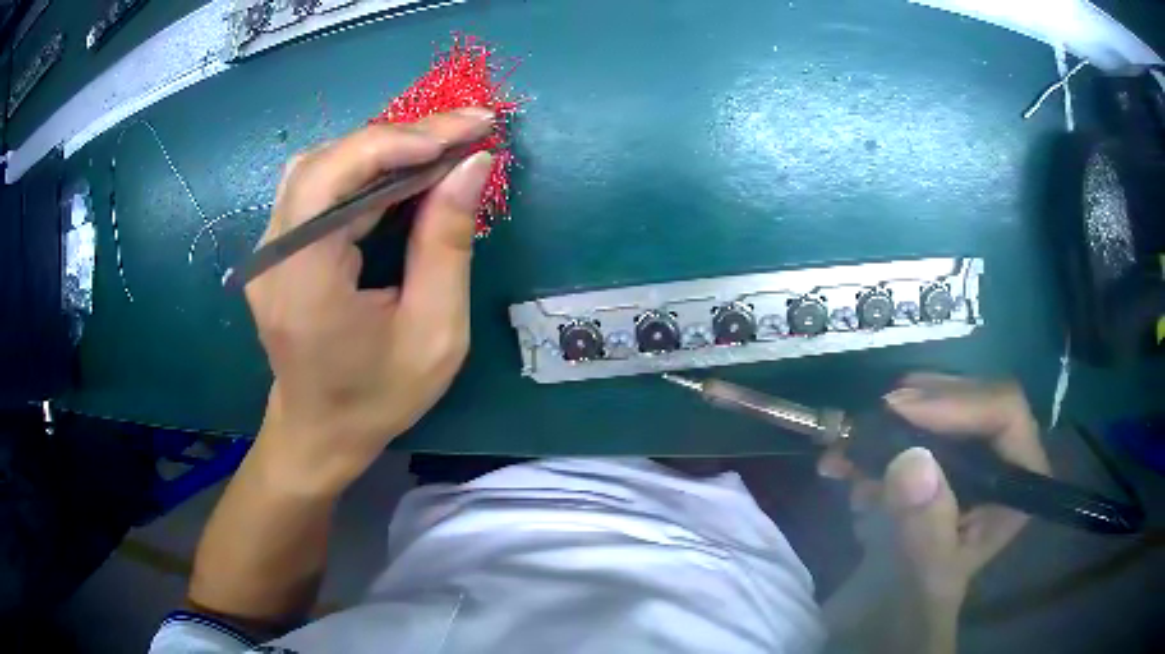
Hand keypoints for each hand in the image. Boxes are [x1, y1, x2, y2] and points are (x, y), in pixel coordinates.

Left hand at [245, 108, 494, 496]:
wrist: (319, 432)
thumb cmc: (378, 396)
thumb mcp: (435, 333)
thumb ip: (448, 244)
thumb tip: (473, 165)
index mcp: (304, 282)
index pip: (334, 177)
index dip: (400, 142)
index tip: (468, 131)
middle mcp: (272, 254)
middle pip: (327, 161)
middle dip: (401, 137)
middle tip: (466, 130)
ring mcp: (266, 248)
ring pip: (319, 165)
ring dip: (381, 148)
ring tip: (438, 149)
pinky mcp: (274, 247)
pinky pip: (315, 186)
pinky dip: (361, 169)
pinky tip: (399, 173)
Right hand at [819, 374, 1051, 604]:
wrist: (893, 621)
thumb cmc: (920, 607)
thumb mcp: (925, 579)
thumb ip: (926, 530)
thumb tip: (912, 459)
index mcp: (1019, 481)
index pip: (1005, 414)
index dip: (958, 404)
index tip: (901, 412)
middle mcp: (1002, 457)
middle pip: (971, 399)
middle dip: (919, 406)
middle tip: (870, 419)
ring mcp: (971, 454)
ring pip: (941, 406)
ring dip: (892, 421)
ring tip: (847, 447)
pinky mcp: (940, 458)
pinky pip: (914, 426)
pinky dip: (877, 438)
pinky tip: (847, 463)